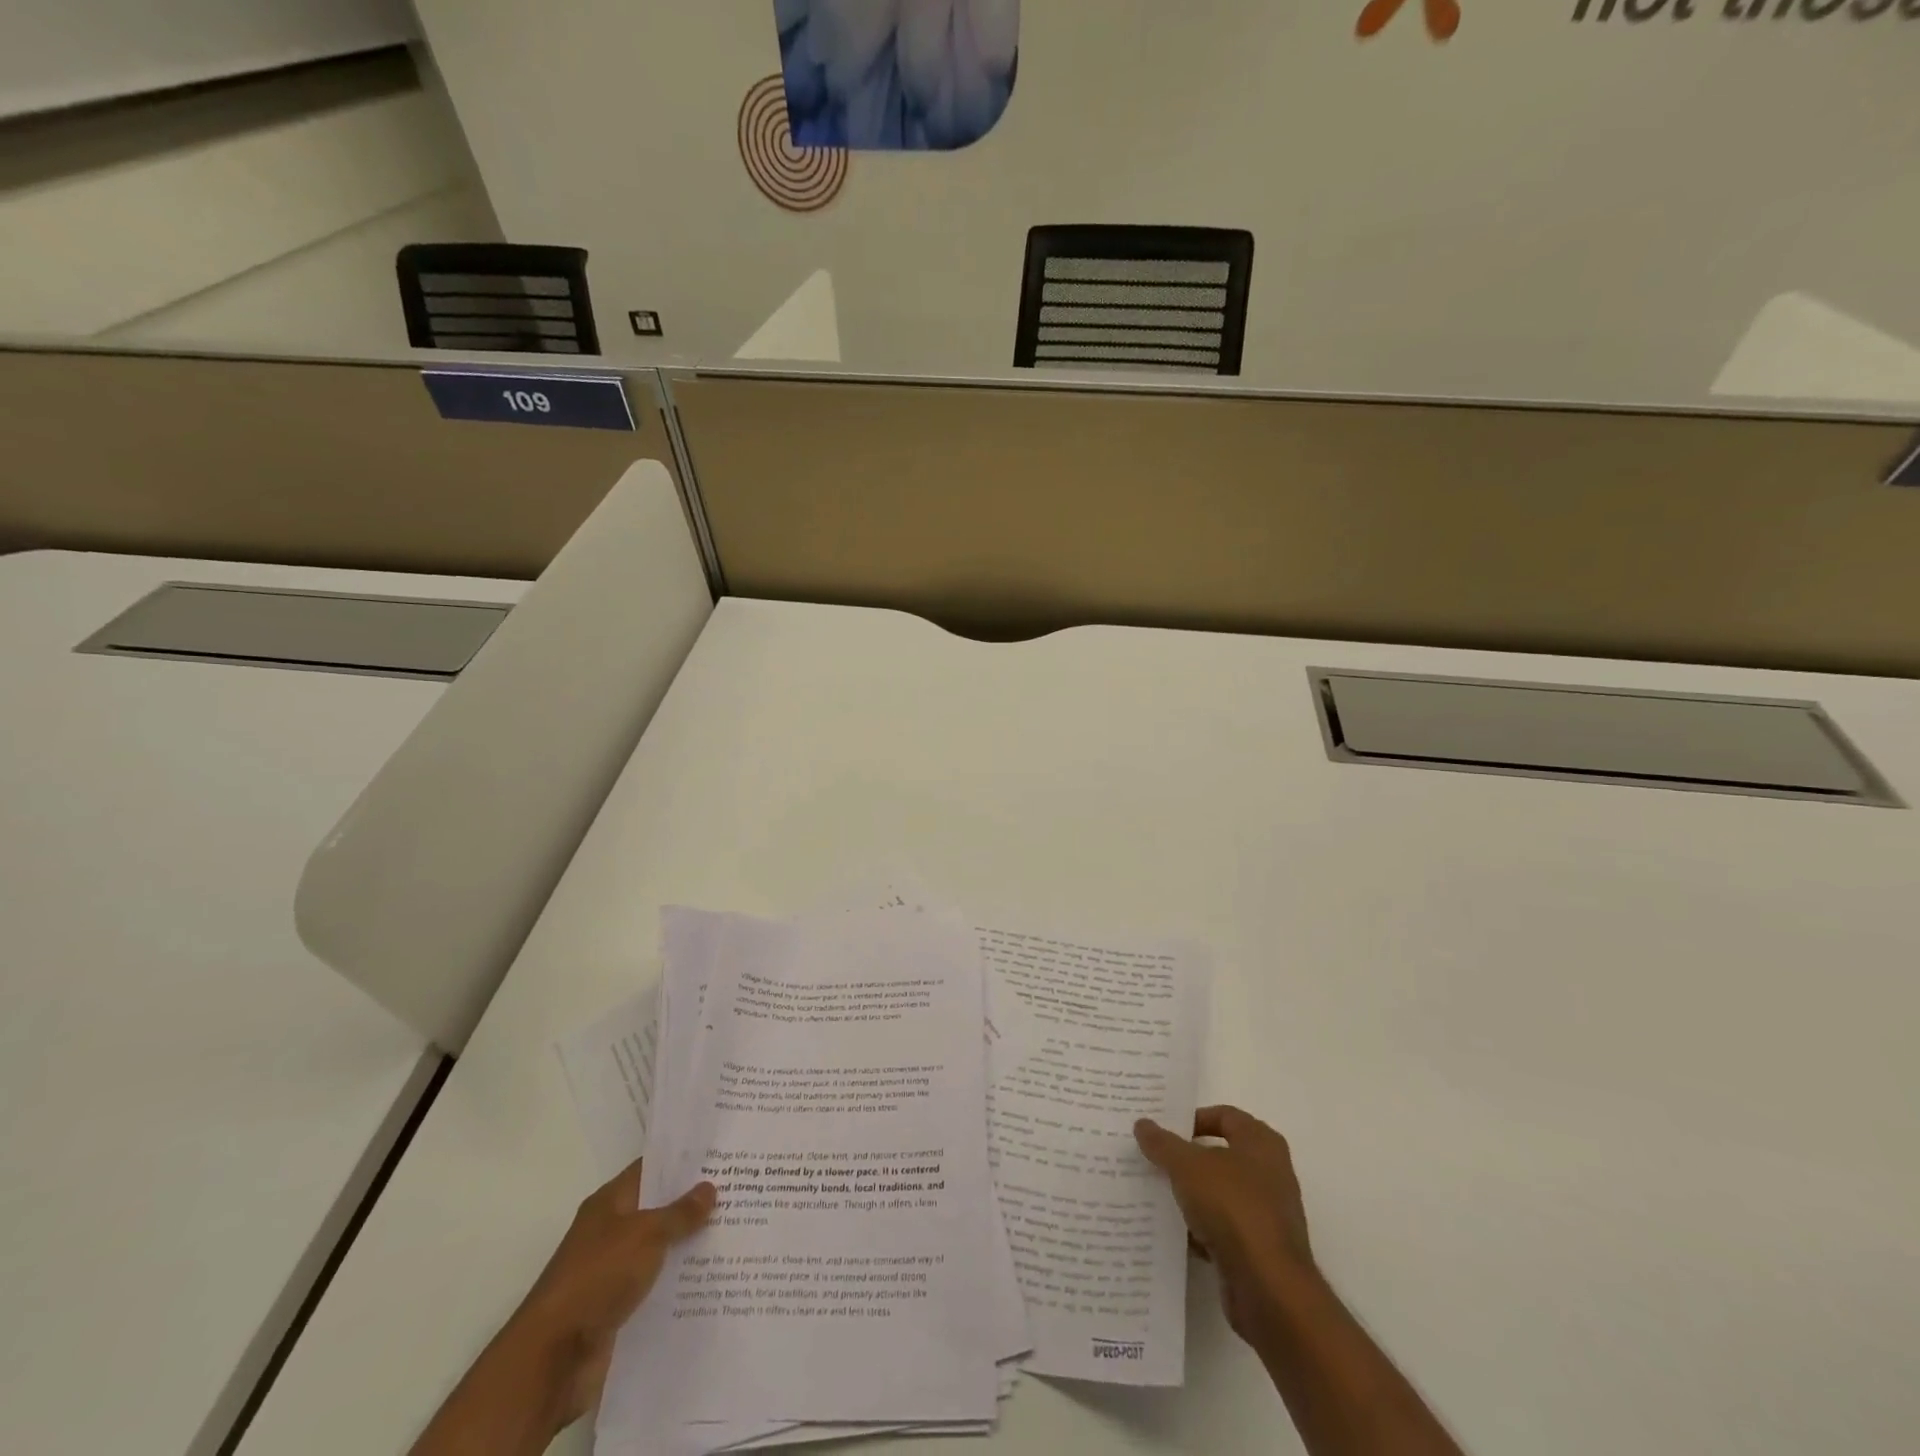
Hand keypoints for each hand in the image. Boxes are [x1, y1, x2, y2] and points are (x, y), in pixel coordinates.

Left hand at [511, 1160, 715, 1425]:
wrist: (551, 1359)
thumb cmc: (596, 1278)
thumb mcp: (645, 1235)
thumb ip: (680, 1213)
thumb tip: (709, 1188)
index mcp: (610, 1203)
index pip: (651, 1168)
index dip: (683, 1160)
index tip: (720, 1153)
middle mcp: (611, 1231)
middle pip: (659, 1208)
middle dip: (694, 1202)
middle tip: (740, 1189)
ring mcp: (614, 1271)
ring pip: (661, 1249)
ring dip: (690, 1245)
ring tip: (736, 1232)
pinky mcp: (619, 1308)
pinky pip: (657, 1286)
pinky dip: (680, 1282)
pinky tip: (714, 1278)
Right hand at [1135, 1106, 1313, 1345]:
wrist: (1269, 1289)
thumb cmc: (1233, 1208)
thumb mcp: (1187, 1166)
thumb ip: (1163, 1144)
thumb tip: (1142, 1124)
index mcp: (1261, 1143)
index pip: (1225, 1115)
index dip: (1194, 1119)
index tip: (1163, 1130)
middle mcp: (1270, 1173)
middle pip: (1220, 1155)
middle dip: (1187, 1158)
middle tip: (1153, 1157)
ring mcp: (1267, 1214)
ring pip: (1219, 1194)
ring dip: (1191, 1195)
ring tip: (1155, 1193)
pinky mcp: (1259, 1250)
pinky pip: (1223, 1229)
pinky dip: (1200, 1229)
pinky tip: (1173, 1232)